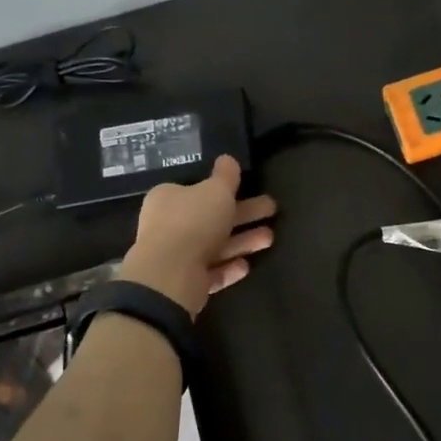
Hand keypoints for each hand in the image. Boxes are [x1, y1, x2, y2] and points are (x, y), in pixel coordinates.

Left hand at [119, 155, 276, 316]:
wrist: (170, 276)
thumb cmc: (193, 222)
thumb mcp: (216, 190)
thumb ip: (225, 175)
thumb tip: (227, 159)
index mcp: (168, 198)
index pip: (197, 189)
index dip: (224, 189)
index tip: (248, 188)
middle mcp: (168, 225)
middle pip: (212, 217)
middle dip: (244, 215)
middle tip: (272, 209)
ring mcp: (175, 256)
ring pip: (214, 245)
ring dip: (242, 241)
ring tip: (270, 238)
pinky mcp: (184, 282)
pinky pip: (211, 271)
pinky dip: (228, 267)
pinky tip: (246, 266)